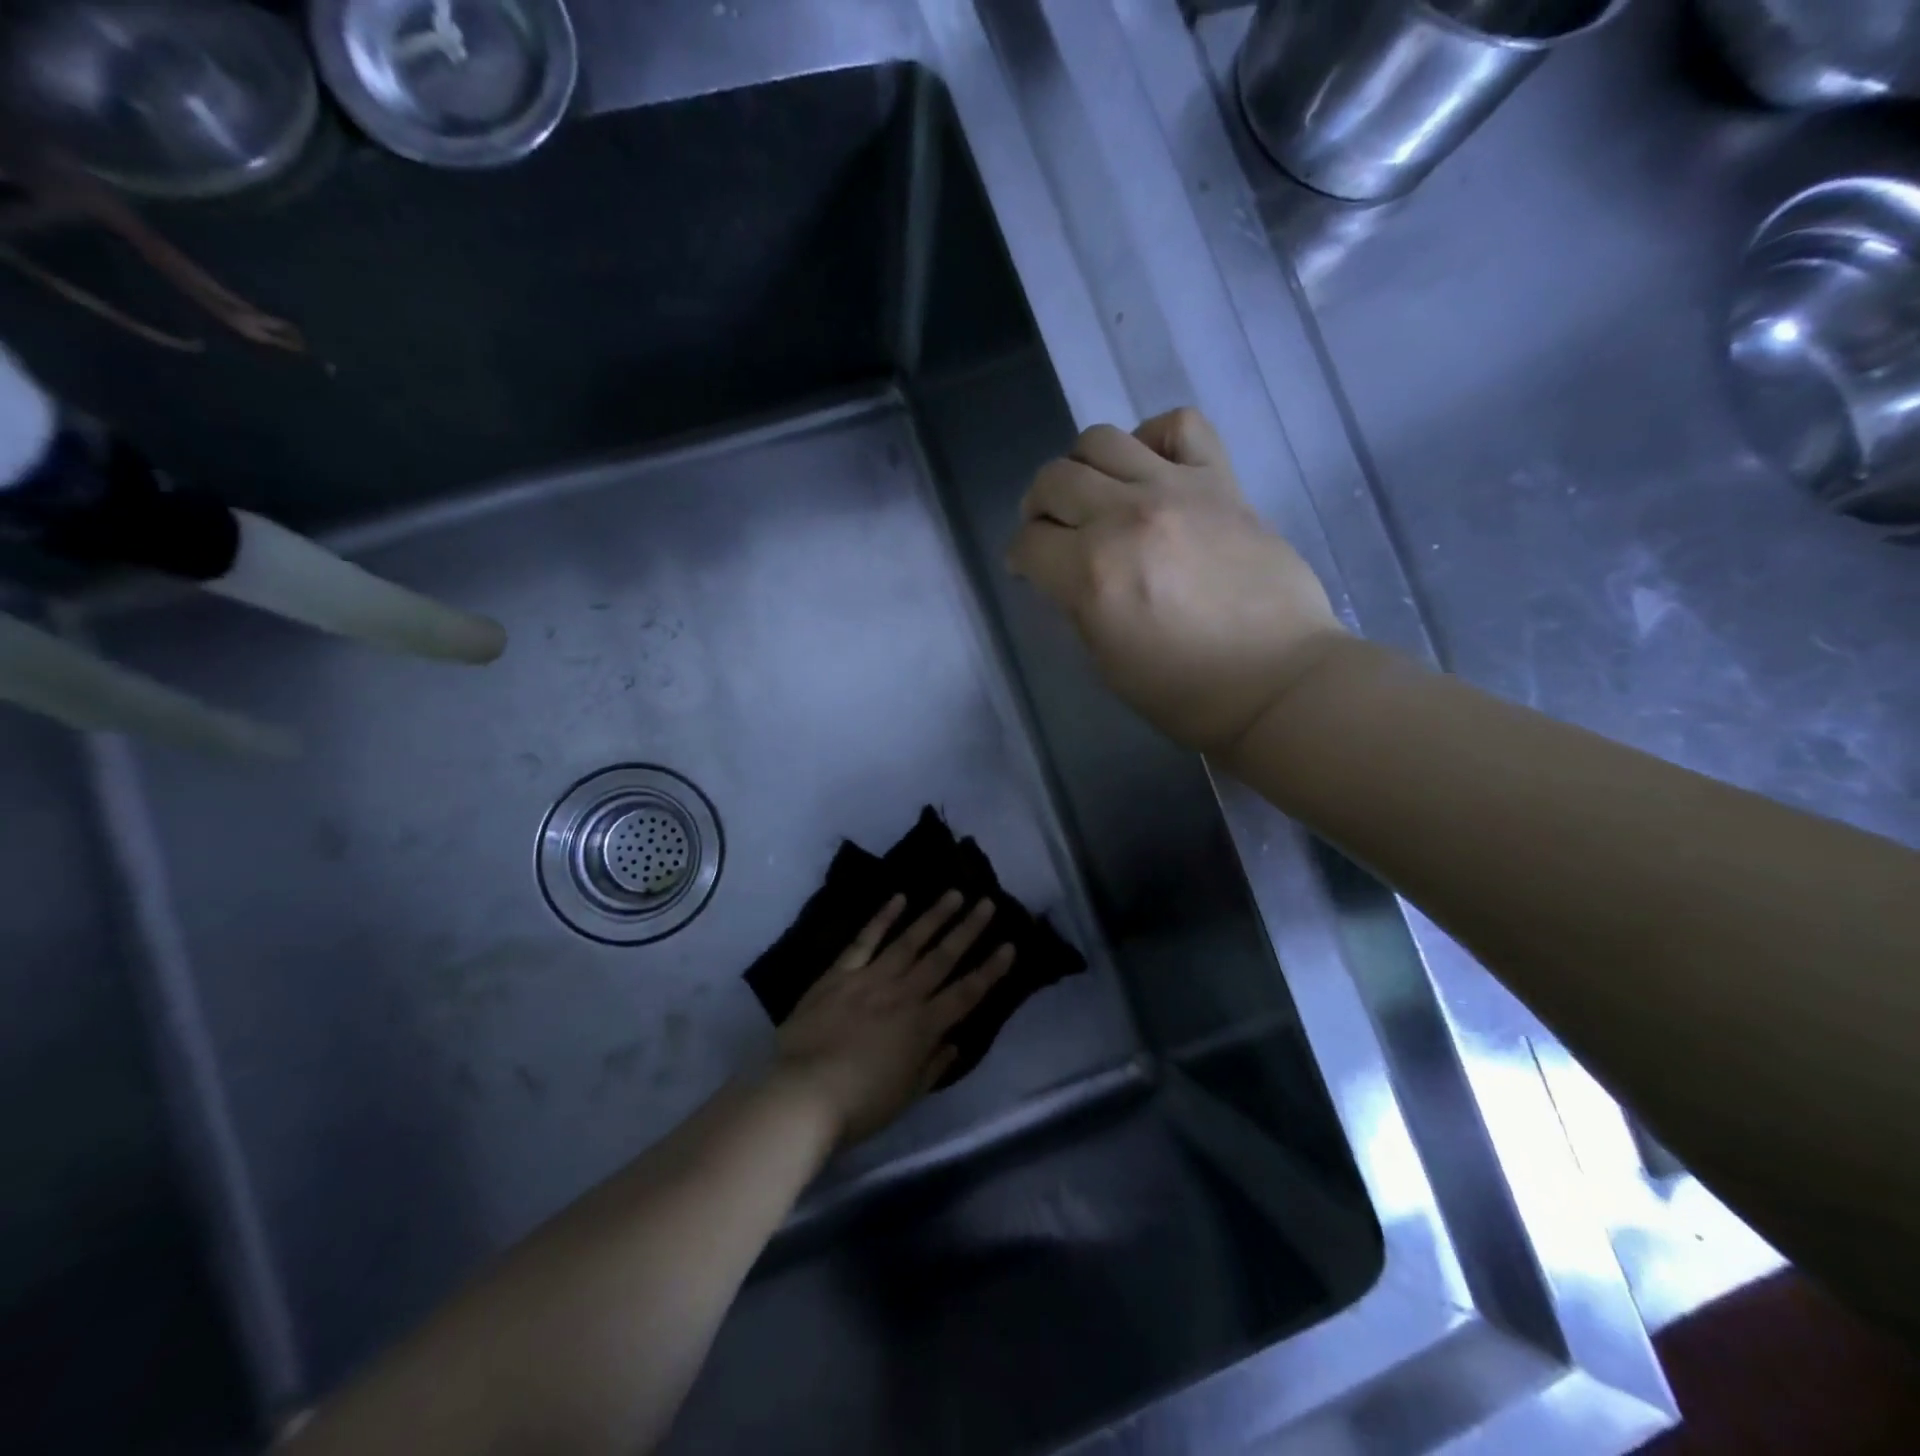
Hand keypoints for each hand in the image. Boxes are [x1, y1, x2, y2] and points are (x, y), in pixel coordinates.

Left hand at [772, 892, 1013, 1145]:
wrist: (802, 1093)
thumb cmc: (859, 1105)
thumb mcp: (906, 1096)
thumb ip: (933, 1066)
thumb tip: (954, 1042)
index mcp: (923, 1027)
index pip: (966, 994)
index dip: (990, 970)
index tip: (1009, 945)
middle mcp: (903, 995)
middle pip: (942, 958)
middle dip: (968, 930)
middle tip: (987, 903)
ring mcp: (870, 979)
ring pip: (909, 941)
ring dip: (934, 916)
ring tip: (955, 893)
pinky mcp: (840, 974)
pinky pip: (865, 940)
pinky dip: (882, 918)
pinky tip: (898, 898)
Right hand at [1006, 407, 1348, 754]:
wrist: (1277, 679)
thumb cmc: (1185, 691)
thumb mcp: (1106, 661)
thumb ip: (1077, 605)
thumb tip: (1065, 573)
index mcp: (1092, 572)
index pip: (1028, 542)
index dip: (1020, 557)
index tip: (1028, 569)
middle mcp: (1125, 517)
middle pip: (1053, 479)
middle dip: (1038, 508)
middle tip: (1052, 532)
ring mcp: (1176, 490)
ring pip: (1101, 440)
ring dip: (1081, 467)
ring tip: (1095, 494)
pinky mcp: (1221, 481)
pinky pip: (1180, 425)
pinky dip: (1153, 437)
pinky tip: (1150, 467)